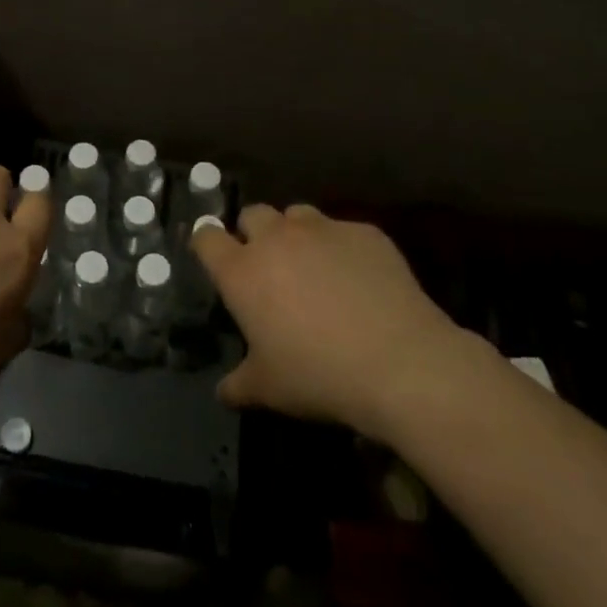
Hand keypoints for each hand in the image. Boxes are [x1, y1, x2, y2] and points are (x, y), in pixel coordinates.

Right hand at [192, 203, 478, 440]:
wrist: (399, 362)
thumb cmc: (319, 375)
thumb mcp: (269, 390)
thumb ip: (239, 384)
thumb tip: (223, 392)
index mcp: (242, 271)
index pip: (206, 238)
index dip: (207, 245)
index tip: (214, 259)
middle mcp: (276, 238)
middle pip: (252, 214)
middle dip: (254, 234)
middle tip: (268, 268)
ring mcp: (322, 229)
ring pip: (297, 215)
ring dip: (296, 235)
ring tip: (314, 268)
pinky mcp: (363, 232)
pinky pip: (343, 232)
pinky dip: (342, 249)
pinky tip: (360, 281)